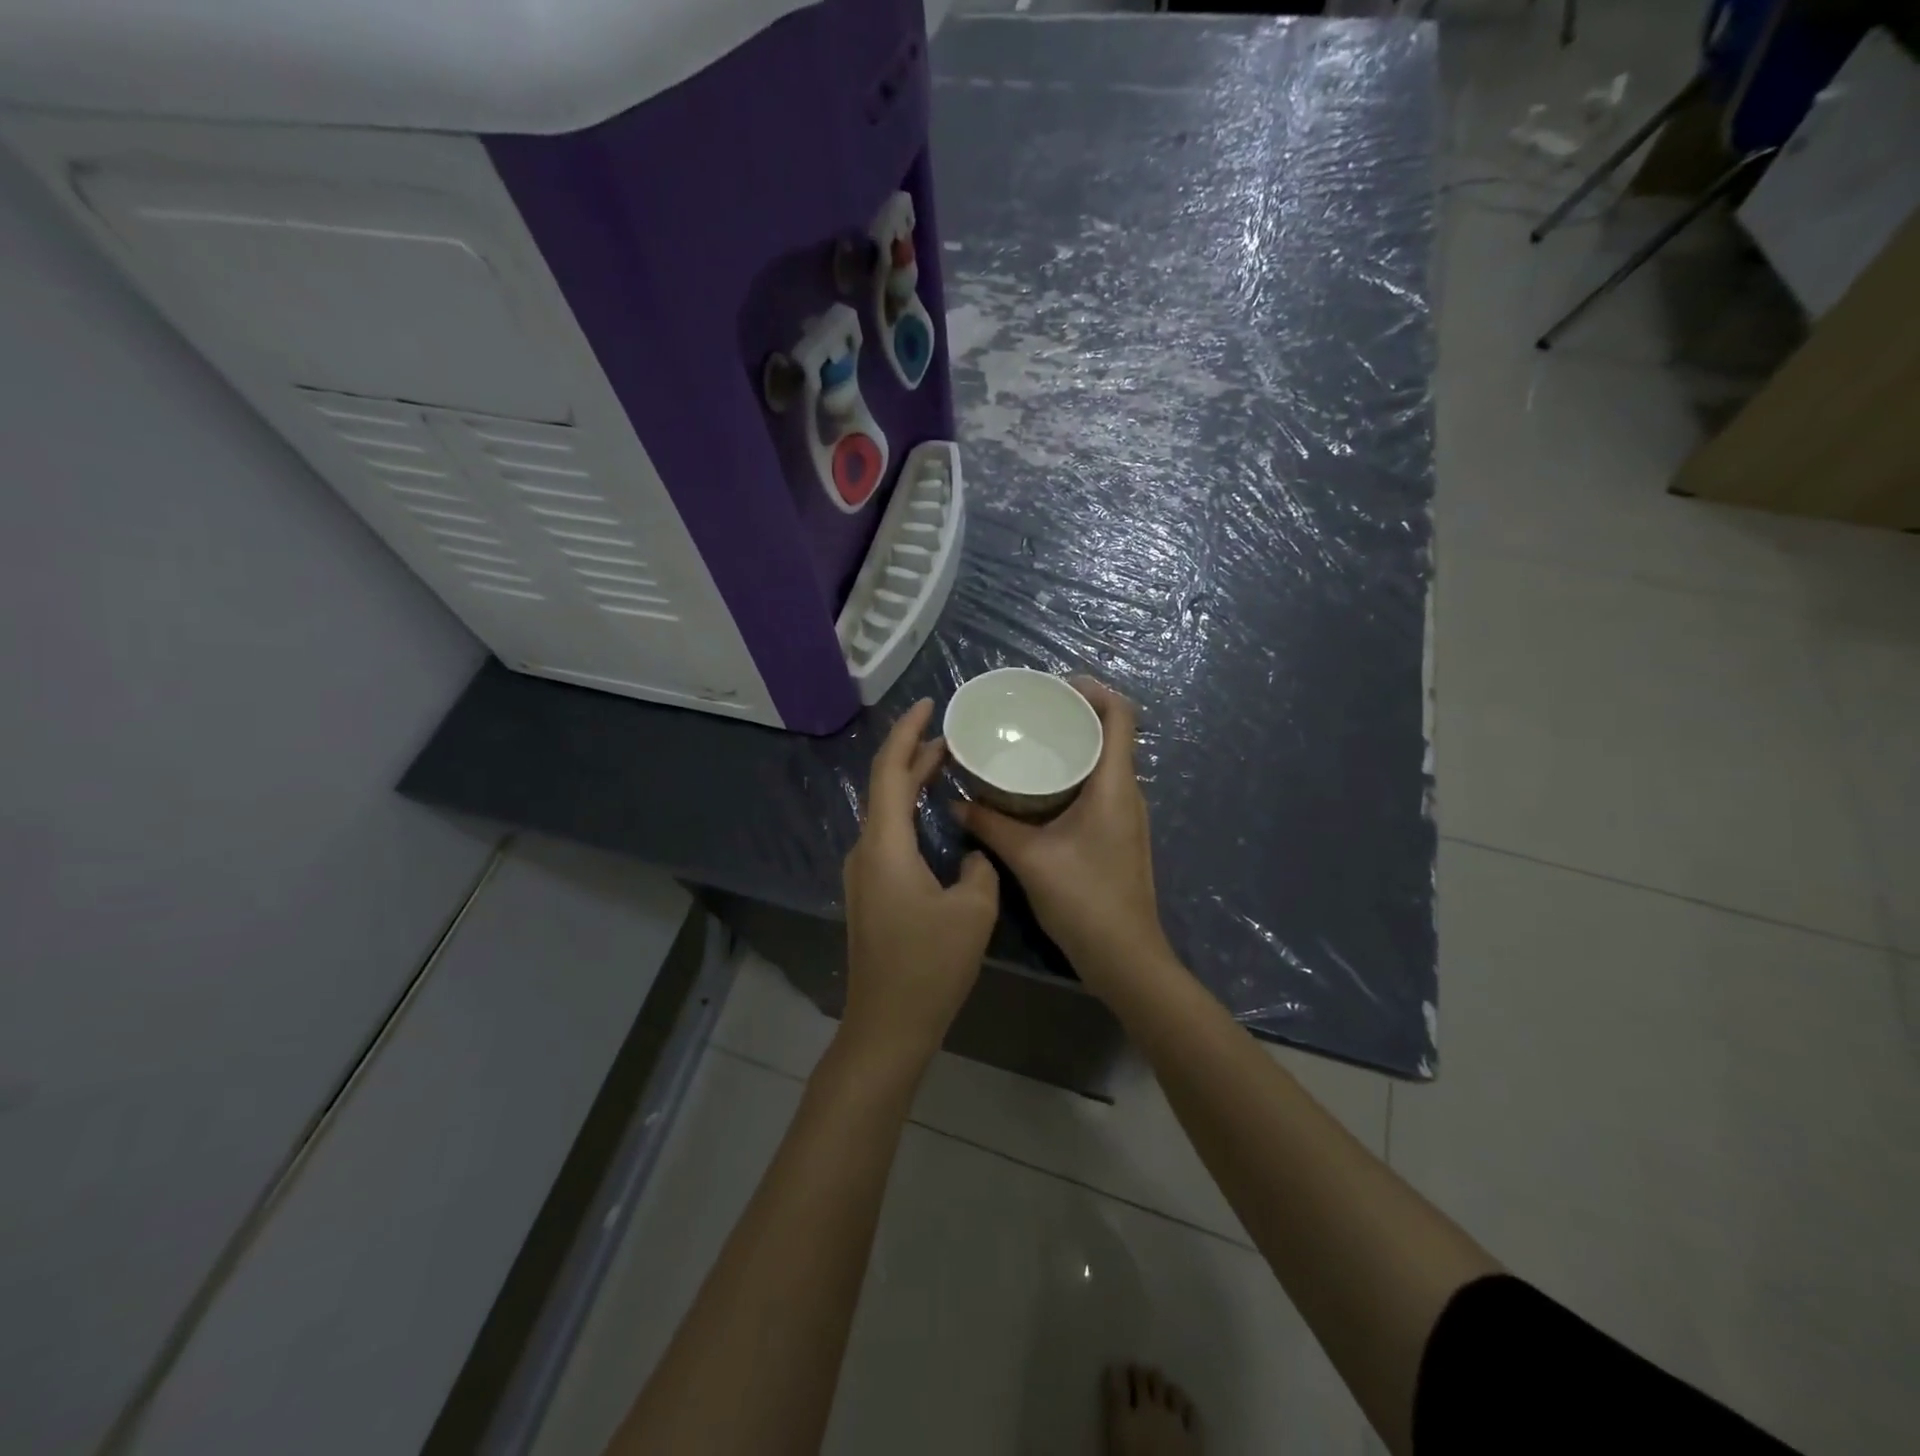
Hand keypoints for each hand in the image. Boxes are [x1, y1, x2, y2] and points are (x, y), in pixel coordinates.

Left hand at [842, 698, 999, 1067]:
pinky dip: (909, 812)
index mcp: (885, 845)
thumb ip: (978, 868)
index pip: (889, 770)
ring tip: (947, 765)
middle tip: (951, 733)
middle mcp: (865, 851)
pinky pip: (888, 835)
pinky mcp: (870, 892)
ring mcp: (863, 873)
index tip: (930, 705)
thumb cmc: (929, 966)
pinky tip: (934, 817)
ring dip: (911, 783)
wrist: (887, 1025)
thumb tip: (972, 856)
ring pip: (885, 812)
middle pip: (884, 786)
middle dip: (914, 754)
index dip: (908, 732)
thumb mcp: (973, 910)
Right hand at [954, 678, 1171, 992]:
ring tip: (1030, 742)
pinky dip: (1072, 775)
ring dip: (1073, 747)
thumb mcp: (1029, 858)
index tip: (1055, 686)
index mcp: (1114, 785)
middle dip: (1074, 715)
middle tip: (1031, 712)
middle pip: (1111, 734)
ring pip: (1104, 763)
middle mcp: (1127, 792)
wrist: (1125, 957)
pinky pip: (1098, 788)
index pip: (1121, 715)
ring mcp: (1126, 815)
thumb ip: (990, 825)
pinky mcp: (1118, 835)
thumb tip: (955, 801)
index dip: (1094, 690)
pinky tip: (1038, 788)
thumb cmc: (1084, 899)